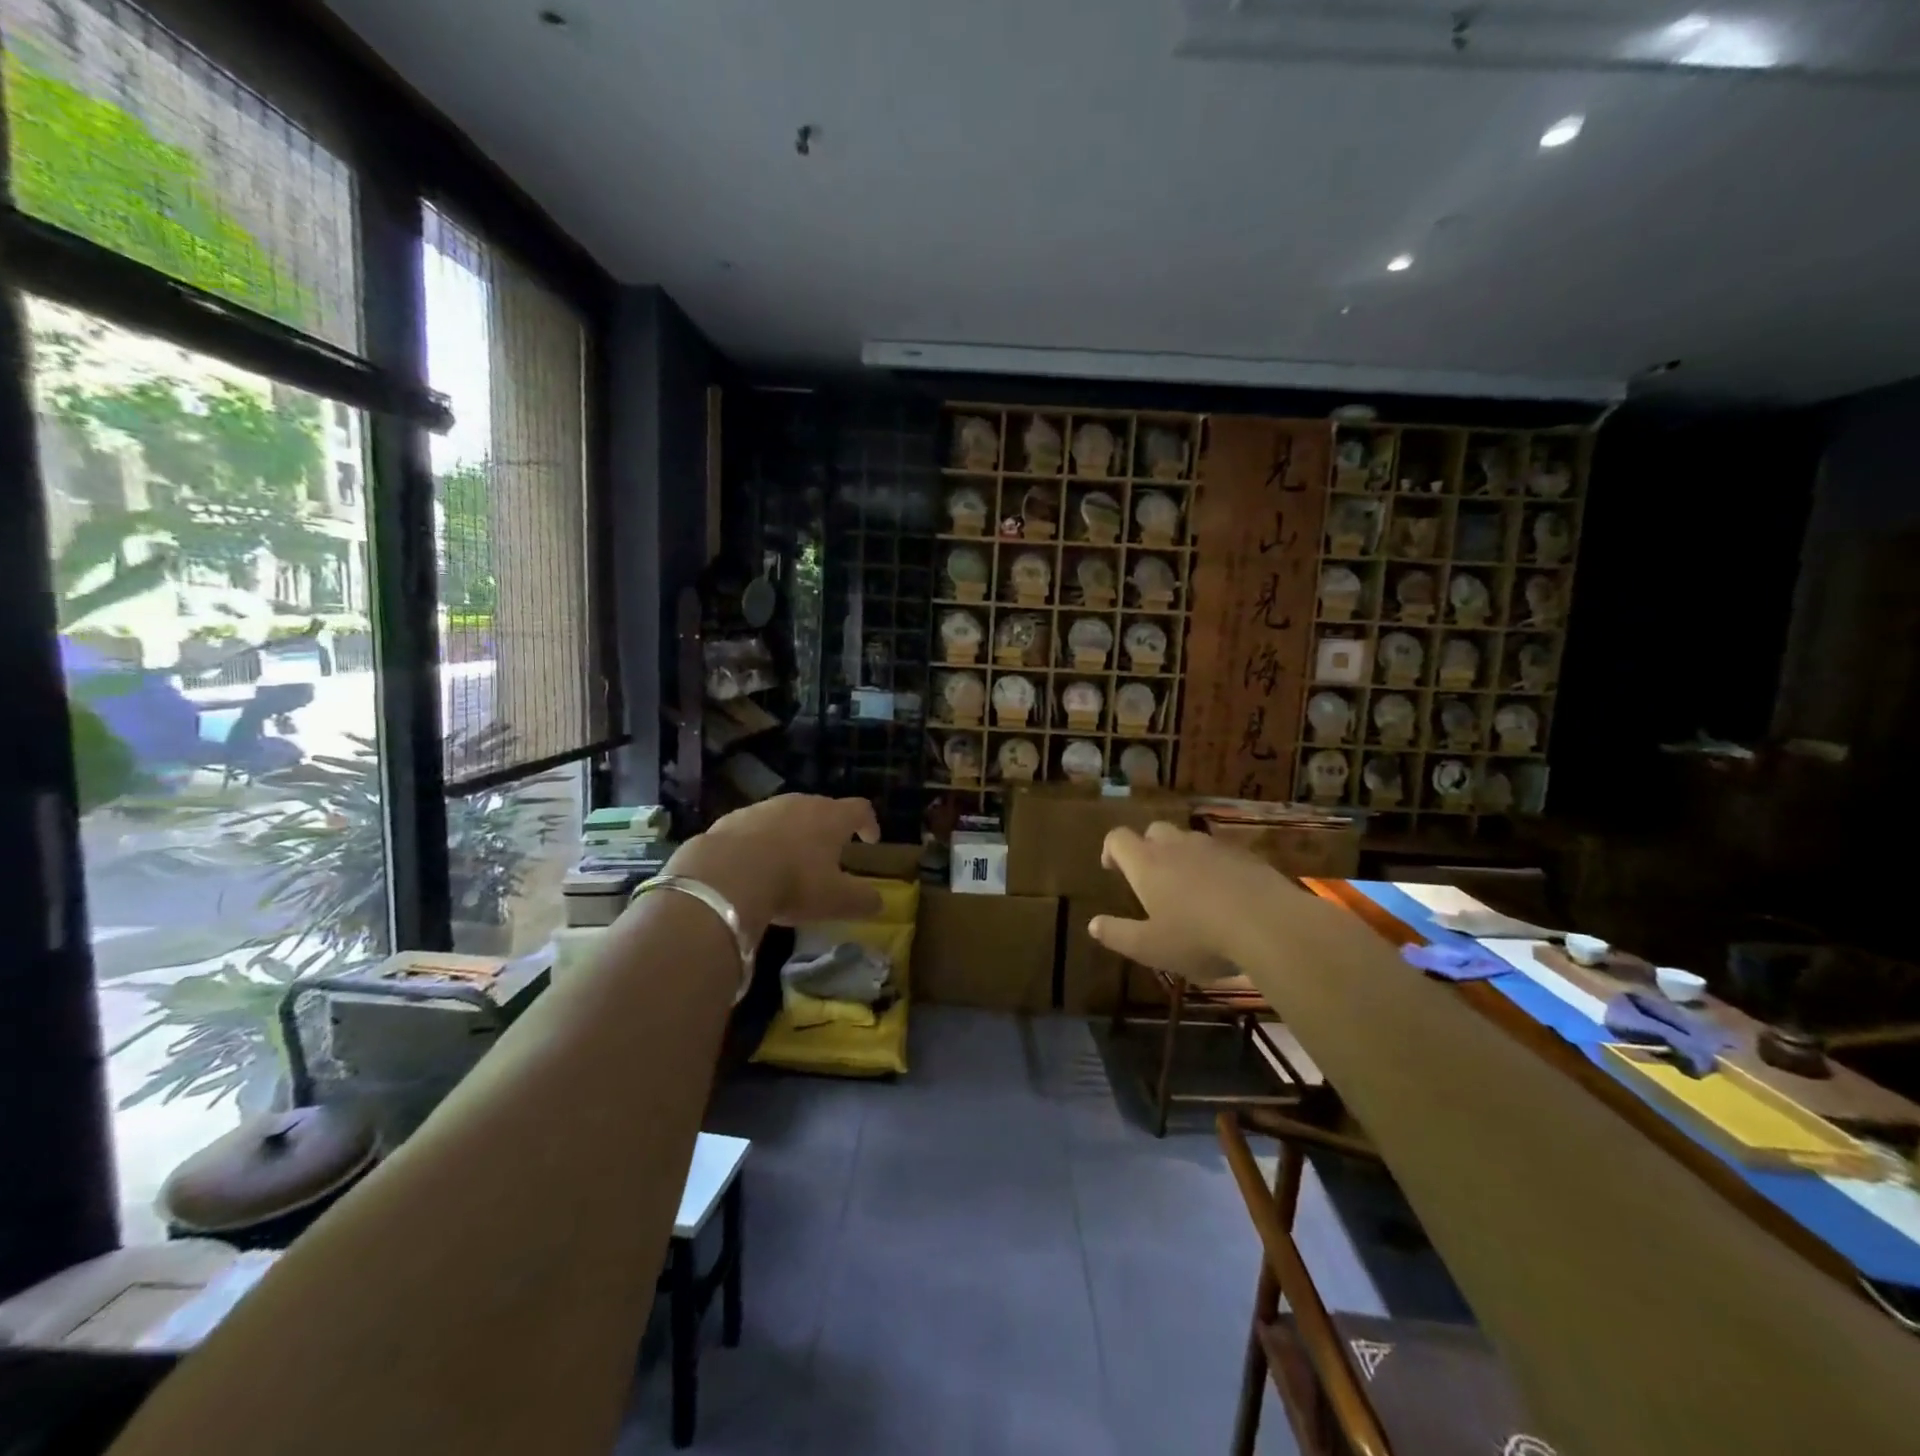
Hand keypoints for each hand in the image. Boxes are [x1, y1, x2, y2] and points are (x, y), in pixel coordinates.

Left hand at [664, 795, 882, 941]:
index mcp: (831, 817)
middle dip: (829, 829)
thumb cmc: (793, 882)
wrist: (726, 874)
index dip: (869, 823)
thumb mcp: (836, 900)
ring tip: (789, 860)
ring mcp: (764, 807)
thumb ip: (863, 900)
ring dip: (793, 834)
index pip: (860, 809)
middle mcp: (800, 803)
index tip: (870, 841)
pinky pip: (755, 827)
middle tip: (829, 854)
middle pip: (822, 808)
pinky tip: (754, 866)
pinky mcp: (732, 818)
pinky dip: (761, 841)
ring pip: (787, 815)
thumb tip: (879, 902)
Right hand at [1089, 821, 1302, 984]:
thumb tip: (1093, 925)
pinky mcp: (1246, 856)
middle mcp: (1176, 846)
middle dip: (1147, 848)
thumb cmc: (1199, 937)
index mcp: (1147, 864)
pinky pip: (1220, 854)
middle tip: (1151, 878)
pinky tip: (1224, 894)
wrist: (1270, 925)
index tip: (1112, 868)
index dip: (1111, 850)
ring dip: (1182, 856)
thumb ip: (1118, 934)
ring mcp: (1213, 847)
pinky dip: (1214, 867)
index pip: (1118, 839)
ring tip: (1189, 888)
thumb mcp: (1150, 947)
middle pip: (1154, 831)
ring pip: (1189, 840)